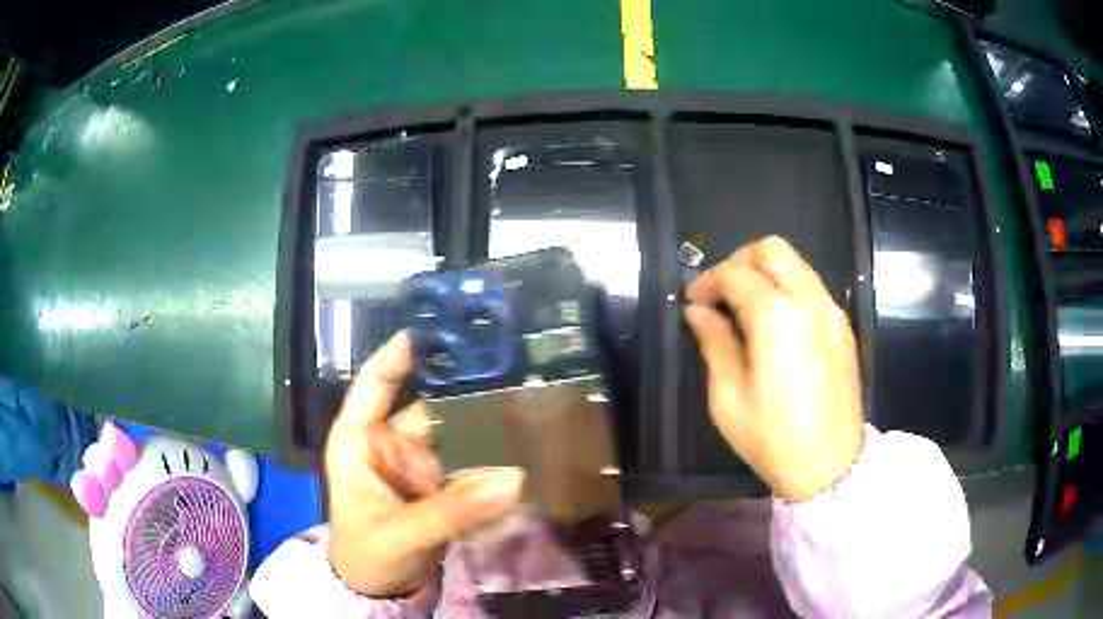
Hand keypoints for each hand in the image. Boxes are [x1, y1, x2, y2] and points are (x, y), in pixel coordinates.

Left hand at [326, 332, 524, 596]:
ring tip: (526, 406)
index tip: (430, 329)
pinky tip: (521, 447)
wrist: (379, 590)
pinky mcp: (440, 488)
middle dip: (464, 394)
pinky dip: (491, 460)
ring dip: (484, 429)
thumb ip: (452, 510)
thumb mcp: (400, 532)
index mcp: (360, 441)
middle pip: (428, 409)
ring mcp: (417, 467)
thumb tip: (512, 480)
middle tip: (508, 371)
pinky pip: (468, 466)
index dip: (396, 356)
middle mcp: (390, 445)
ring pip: (454, 437)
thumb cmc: (367, 553)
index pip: (373, 385)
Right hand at [684, 237, 862, 502]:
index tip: (693, 302)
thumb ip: (714, 344)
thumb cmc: (772, 439)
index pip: (736, 274)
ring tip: (745, 306)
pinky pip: (811, 287)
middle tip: (721, 293)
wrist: (830, 467)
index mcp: (777, 319)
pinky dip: (787, 288)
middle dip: (739, 261)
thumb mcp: (728, 398)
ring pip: (796, 263)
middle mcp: (809, 302)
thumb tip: (697, 312)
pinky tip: (774, 322)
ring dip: (765, 272)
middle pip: (772, 249)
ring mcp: (832, 312)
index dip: (707, 282)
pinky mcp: (843, 326)